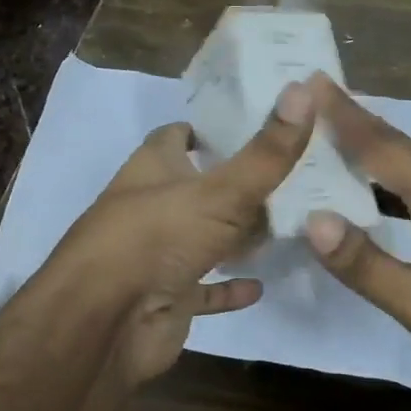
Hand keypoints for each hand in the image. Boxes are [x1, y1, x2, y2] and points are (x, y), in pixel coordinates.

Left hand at [55, 82, 314, 385]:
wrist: (107, 323)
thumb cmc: (157, 238)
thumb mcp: (221, 190)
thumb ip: (267, 151)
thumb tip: (304, 87)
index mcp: (153, 168)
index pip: (177, 135)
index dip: (210, 129)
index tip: (257, 126)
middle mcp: (152, 206)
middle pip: (196, 187)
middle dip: (236, 184)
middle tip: (292, 178)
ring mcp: (158, 255)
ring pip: (202, 238)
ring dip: (235, 236)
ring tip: (288, 225)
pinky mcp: (166, 297)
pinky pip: (203, 289)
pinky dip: (227, 287)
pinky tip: (260, 284)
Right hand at [300, 73, 410, 410]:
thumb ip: (368, 264)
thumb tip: (313, 220)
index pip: (388, 149)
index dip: (348, 117)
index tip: (314, 82)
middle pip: (402, 154)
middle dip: (360, 124)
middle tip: (319, 99)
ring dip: (374, 157)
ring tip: (336, 142)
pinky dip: (388, 195)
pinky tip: (375, 206)